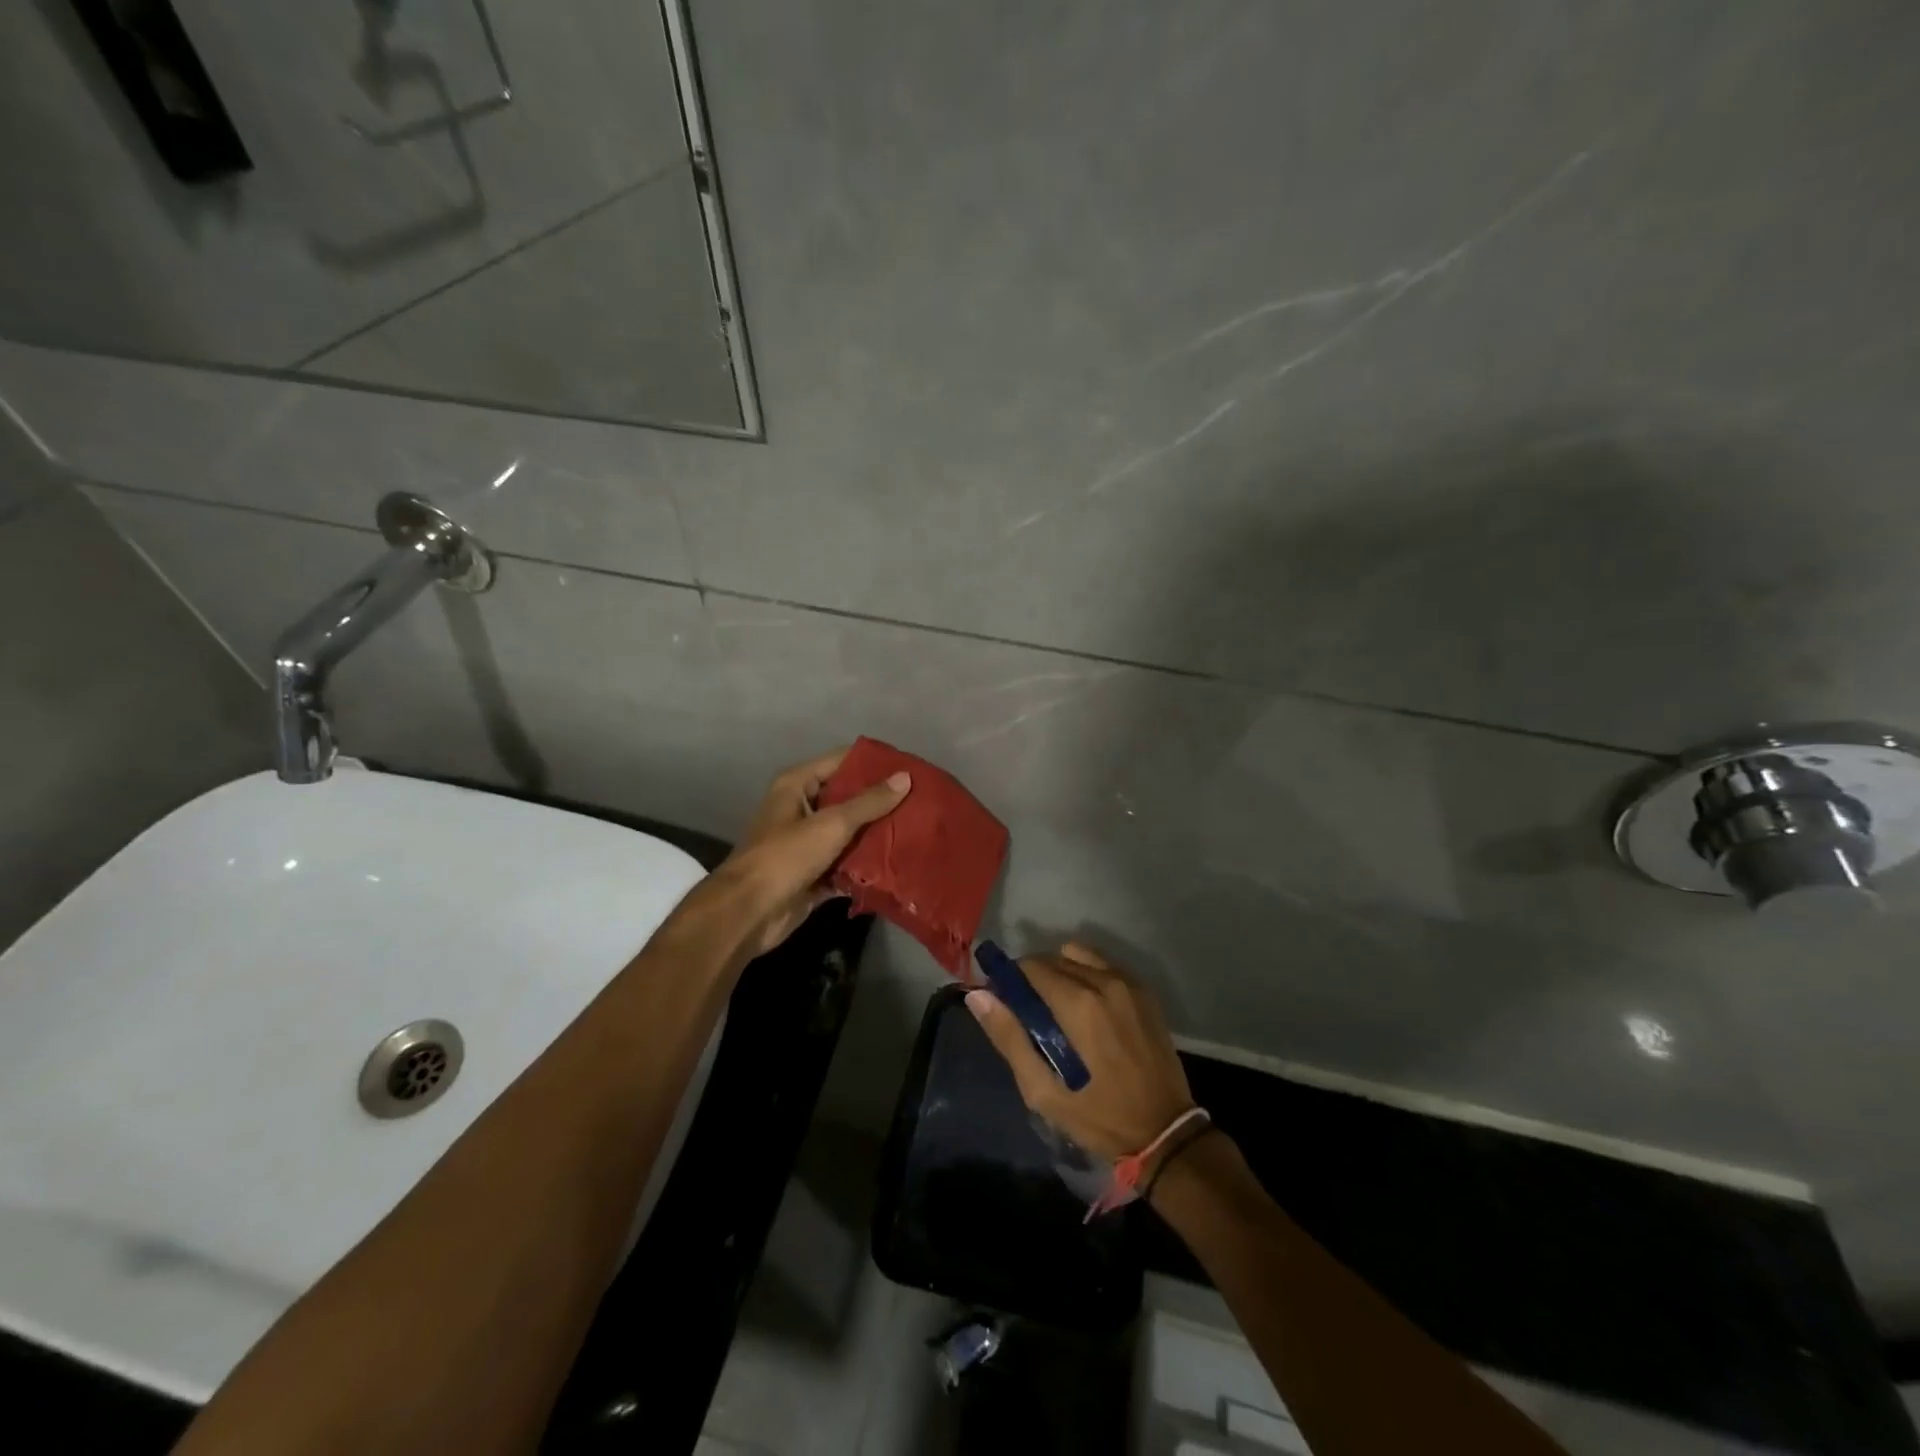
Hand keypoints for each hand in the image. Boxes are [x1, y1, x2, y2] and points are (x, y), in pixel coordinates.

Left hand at [704, 747, 910, 960]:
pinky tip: (900, 863)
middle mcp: (802, 808)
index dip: (875, 763)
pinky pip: (847, 862)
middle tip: (921, 801)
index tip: (911, 768)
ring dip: (878, 834)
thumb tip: (906, 777)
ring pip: (851, 832)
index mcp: (798, 784)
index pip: (843, 761)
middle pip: (849, 797)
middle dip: (882, 800)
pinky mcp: (815, 873)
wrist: (749, 913)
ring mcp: (808, 842)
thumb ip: (869, 802)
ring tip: (918, 829)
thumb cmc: (785, 857)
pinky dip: (867, 864)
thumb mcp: (831, 824)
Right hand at [966, 943, 1194, 1162]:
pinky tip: (1086, 1008)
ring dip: (1061, 971)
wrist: (1166, 1132)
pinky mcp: (1145, 991)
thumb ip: (1009, 1038)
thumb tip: (978, 997)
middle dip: (1033, 977)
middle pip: (1054, 958)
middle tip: (1027, 1011)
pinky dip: (1087, 975)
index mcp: (1078, 1003)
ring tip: (1057, 1007)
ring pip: (1079, 956)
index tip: (1003, 1001)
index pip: (1031, 967)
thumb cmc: (1100, 1117)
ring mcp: (1129, 983)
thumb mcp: (1044, 1091)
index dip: (1011, 980)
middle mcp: (1105, 981)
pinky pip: (1104, 966)